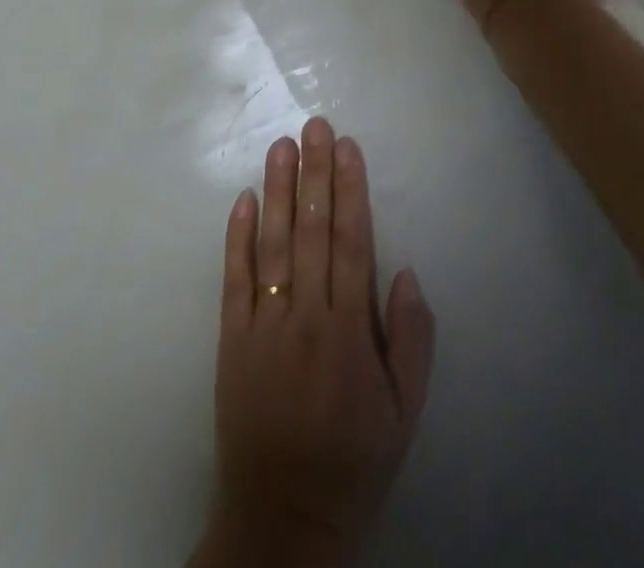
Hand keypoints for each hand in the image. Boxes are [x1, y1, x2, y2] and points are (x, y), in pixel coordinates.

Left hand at [193, 118, 435, 567]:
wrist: (282, 519)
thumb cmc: (354, 458)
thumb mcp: (405, 411)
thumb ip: (412, 338)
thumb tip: (404, 270)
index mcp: (349, 331)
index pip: (351, 242)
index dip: (350, 190)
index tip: (347, 147)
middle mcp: (305, 318)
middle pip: (311, 231)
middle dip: (315, 174)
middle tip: (314, 125)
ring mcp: (264, 327)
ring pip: (272, 245)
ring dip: (277, 191)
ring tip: (281, 145)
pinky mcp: (231, 342)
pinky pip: (234, 281)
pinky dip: (237, 238)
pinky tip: (243, 199)